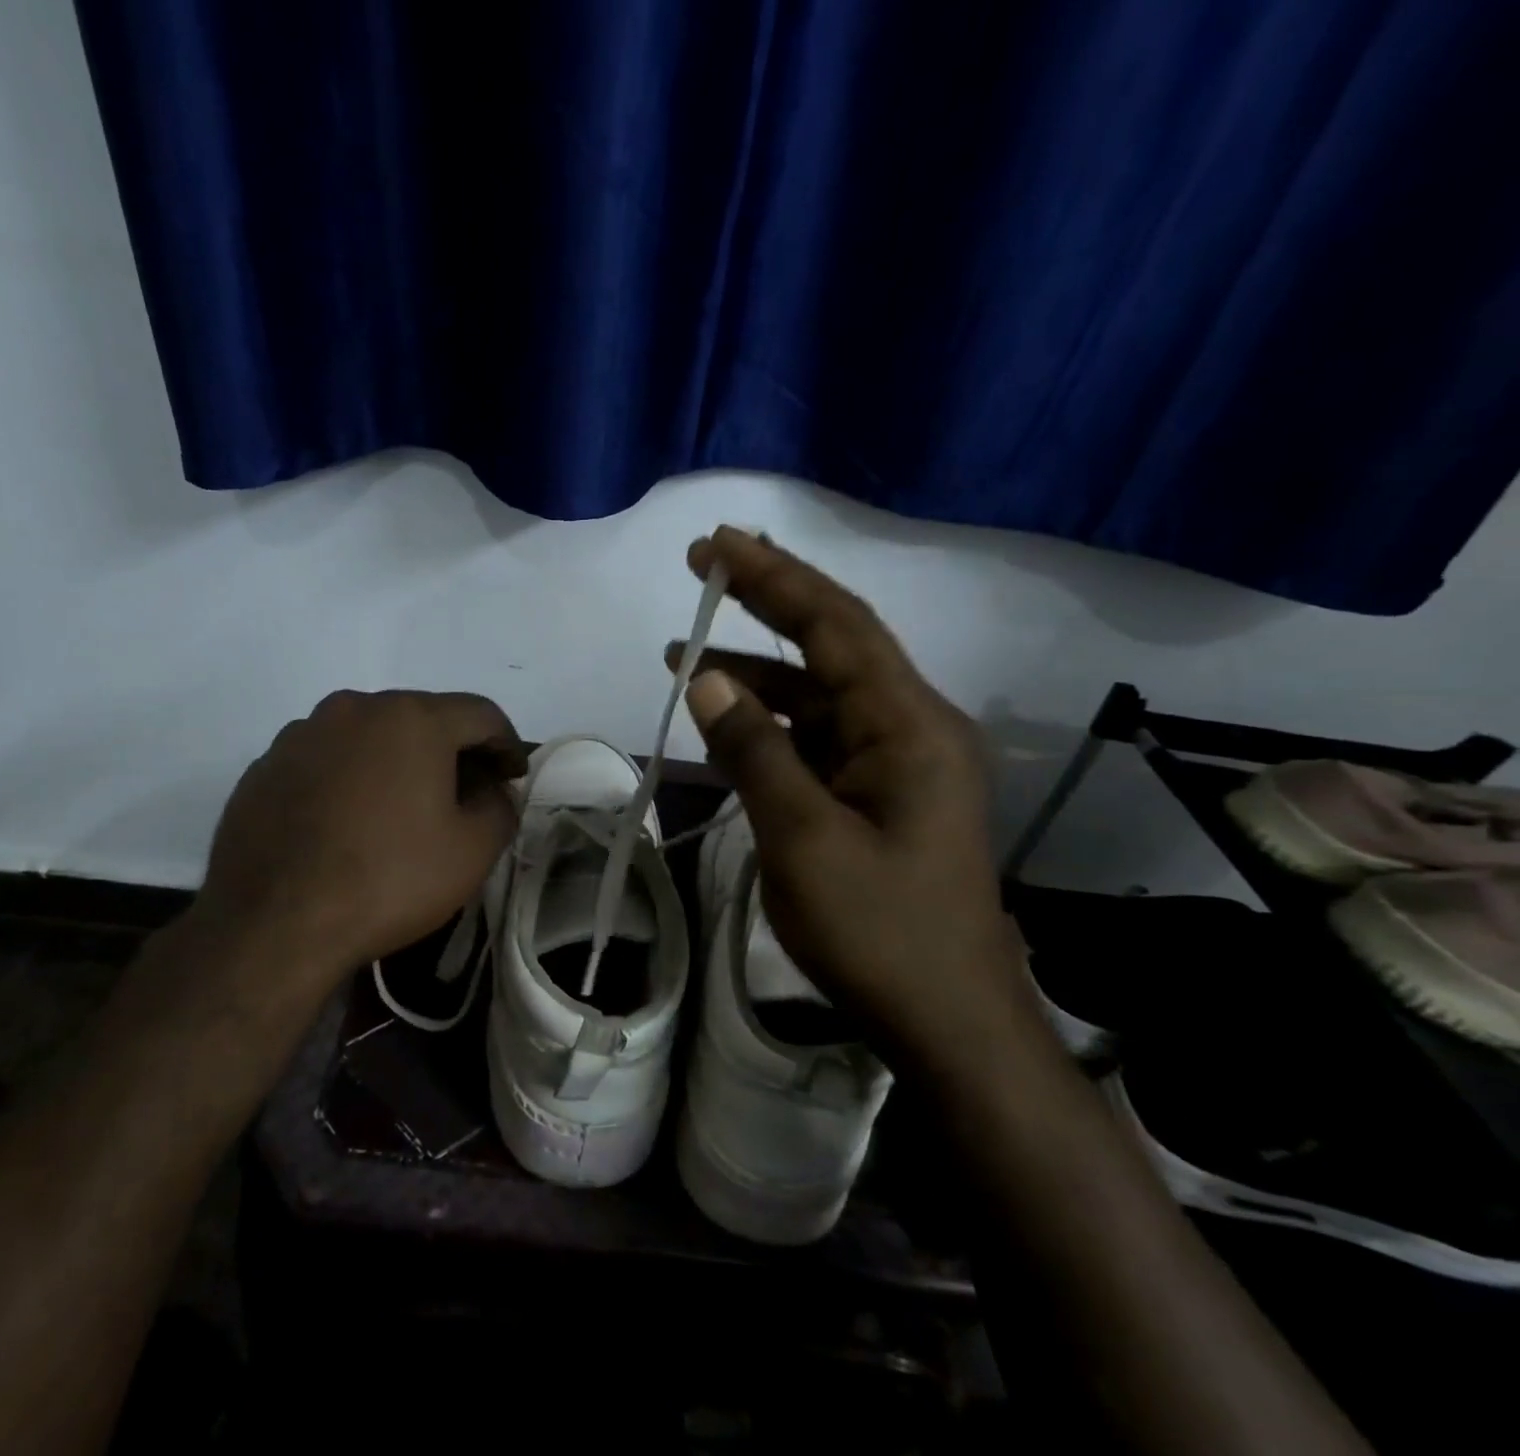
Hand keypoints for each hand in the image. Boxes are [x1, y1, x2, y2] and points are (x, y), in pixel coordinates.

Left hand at [183, 690, 523, 1000]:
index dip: (506, 744)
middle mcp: (355, 708)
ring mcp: (302, 733)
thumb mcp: (472, 851)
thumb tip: (494, 791)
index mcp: (412, 718)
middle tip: (466, 794)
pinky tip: (350, 822)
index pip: (481, 714)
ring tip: (403, 809)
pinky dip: (351, 778)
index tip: (513, 777)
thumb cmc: (389, 880)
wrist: (273, 925)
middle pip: (423, 718)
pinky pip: (327, 759)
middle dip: (452, 751)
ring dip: (398, 761)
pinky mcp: (266, 765)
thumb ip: (501, 807)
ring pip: (370, 736)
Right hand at [670, 528, 1034, 1068]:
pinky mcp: (881, 794)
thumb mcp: (801, 839)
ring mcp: (898, 763)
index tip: (716, 544)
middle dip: (768, 601)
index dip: (773, 578)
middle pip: (833, 644)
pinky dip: (771, 726)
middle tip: (706, 563)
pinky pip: (819, 740)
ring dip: (757, 674)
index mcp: (908, 726)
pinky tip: (725, 726)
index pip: (835, 626)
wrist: (947, 1022)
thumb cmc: (877, 932)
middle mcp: (911, 727)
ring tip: (684, 656)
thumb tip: (708, 679)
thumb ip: (755, 751)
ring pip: (819, 696)